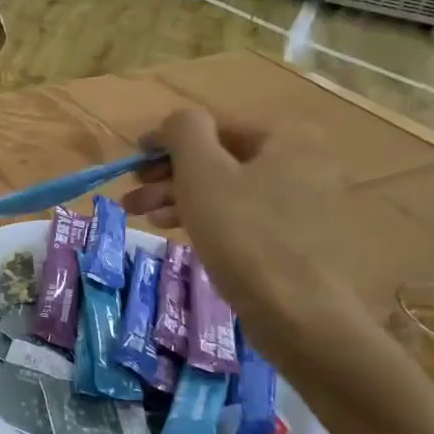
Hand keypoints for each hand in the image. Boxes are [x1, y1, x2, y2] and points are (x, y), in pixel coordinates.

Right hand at [121, 104, 363, 363]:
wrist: (297, 312)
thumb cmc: (244, 233)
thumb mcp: (202, 172)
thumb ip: (184, 131)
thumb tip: (176, 121)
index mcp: (287, 137)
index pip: (212, 127)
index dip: (165, 142)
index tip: (131, 164)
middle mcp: (302, 161)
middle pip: (219, 158)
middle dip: (168, 175)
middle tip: (131, 196)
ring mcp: (302, 201)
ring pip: (226, 189)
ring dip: (179, 197)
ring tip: (142, 218)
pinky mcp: (295, 236)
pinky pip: (242, 214)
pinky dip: (206, 217)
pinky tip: (176, 230)